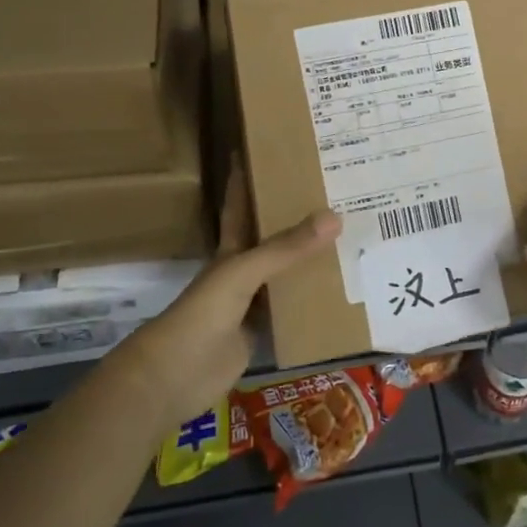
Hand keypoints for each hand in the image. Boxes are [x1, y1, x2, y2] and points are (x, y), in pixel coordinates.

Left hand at [122, 164, 341, 424]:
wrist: (177, 375)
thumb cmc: (203, 313)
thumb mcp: (243, 272)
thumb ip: (286, 248)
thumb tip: (334, 216)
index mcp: (230, 250)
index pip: (240, 206)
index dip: (246, 179)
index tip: (264, 151)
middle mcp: (242, 272)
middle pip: (271, 240)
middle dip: (294, 218)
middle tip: (331, 194)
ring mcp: (252, 304)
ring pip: (286, 275)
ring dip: (309, 260)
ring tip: (349, 238)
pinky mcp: (263, 333)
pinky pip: (293, 310)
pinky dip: (312, 301)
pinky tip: (341, 291)